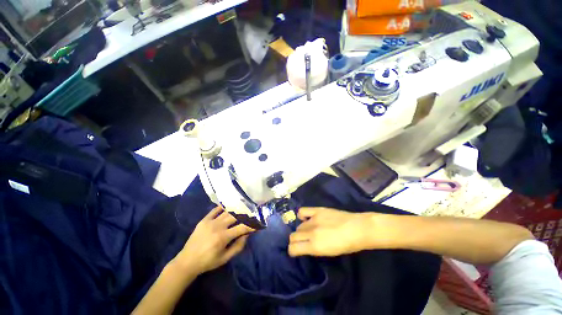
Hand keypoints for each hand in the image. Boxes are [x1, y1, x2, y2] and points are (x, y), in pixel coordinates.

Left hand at [176, 206, 253, 273]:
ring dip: (236, 209)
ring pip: (227, 211)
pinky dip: (223, 207)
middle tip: (251, 212)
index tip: (258, 222)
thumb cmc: (208, 262)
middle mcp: (218, 227)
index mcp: (223, 237)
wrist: (187, 261)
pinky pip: (215, 210)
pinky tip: (229, 204)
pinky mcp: (204, 220)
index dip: (251, 224)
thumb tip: (246, 234)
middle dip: (245, 213)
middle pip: (235, 216)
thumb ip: (238, 246)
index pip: (242, 227)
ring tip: (243, 206)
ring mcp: (210, 222)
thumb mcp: (225, 258)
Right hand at [288, 207, 377, 256]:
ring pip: (298, 225)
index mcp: (315, 246)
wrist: (357, 228)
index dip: (292, 250)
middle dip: (295, 240)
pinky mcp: (317, 210)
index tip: (295, 250)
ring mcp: (313, 220)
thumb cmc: (347, 245)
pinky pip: (302, 211)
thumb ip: (313, 249)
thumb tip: (304, 245)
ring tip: (308, 231)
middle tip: (303, 241)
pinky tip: (307, 218)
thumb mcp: (329, 253)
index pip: (293, 248)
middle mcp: (311, 232)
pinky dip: (302, 216)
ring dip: (301, 230)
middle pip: (294, 236)